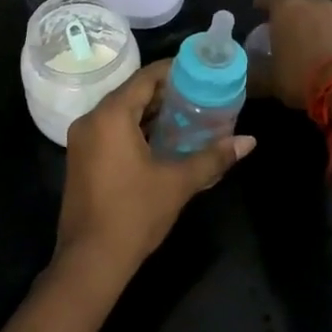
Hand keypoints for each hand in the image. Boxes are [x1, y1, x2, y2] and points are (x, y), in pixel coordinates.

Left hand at [54, 61, 255, 302]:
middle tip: (200, 94)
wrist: (90, 260)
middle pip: (132, 93)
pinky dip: (136, 129)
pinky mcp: (81, 159)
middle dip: (166, 93)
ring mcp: (82, 140)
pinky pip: (111, 130)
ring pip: (121, 113)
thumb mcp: (178, 182)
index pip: (145, 77)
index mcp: (111, 116)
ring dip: (151, 113)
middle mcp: (91, 120)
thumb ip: (213, 157)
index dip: (174, 71)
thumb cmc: (134, 214)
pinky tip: (163, 140)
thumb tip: (249, 141)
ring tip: (188, 114)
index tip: (201, 71)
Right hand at [252, 0, 331, 109]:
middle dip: (293, 4)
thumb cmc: (302, 77)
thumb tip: (247, 76)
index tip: (258, 8)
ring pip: (323, 7)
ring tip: (310, 37)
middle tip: (287, 22)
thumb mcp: (271, 81)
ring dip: (315, 17)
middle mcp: (313, 4)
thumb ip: (256, 74)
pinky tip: (330, 49)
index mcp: (287, 9)